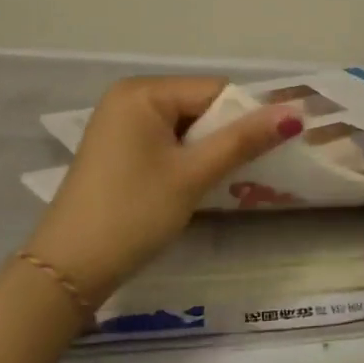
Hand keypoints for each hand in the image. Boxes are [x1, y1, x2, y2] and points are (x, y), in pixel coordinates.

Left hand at [28, 76, 301, 303]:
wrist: (68, 271)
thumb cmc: (134, 214)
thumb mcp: (193, 175)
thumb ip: (243, 140)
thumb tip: (295, 112)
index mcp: (143, 92)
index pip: (214, 90)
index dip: (245, 118)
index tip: (268, 150)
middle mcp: (129, 97)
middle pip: (199, 105)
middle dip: (225, 135)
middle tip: (248, 171)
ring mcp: (119, 123)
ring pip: (185, 125)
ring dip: (208, 149)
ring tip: (225, 181)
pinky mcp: (117, 149)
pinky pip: (166, 140)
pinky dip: (186, 158)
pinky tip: (194, 185)